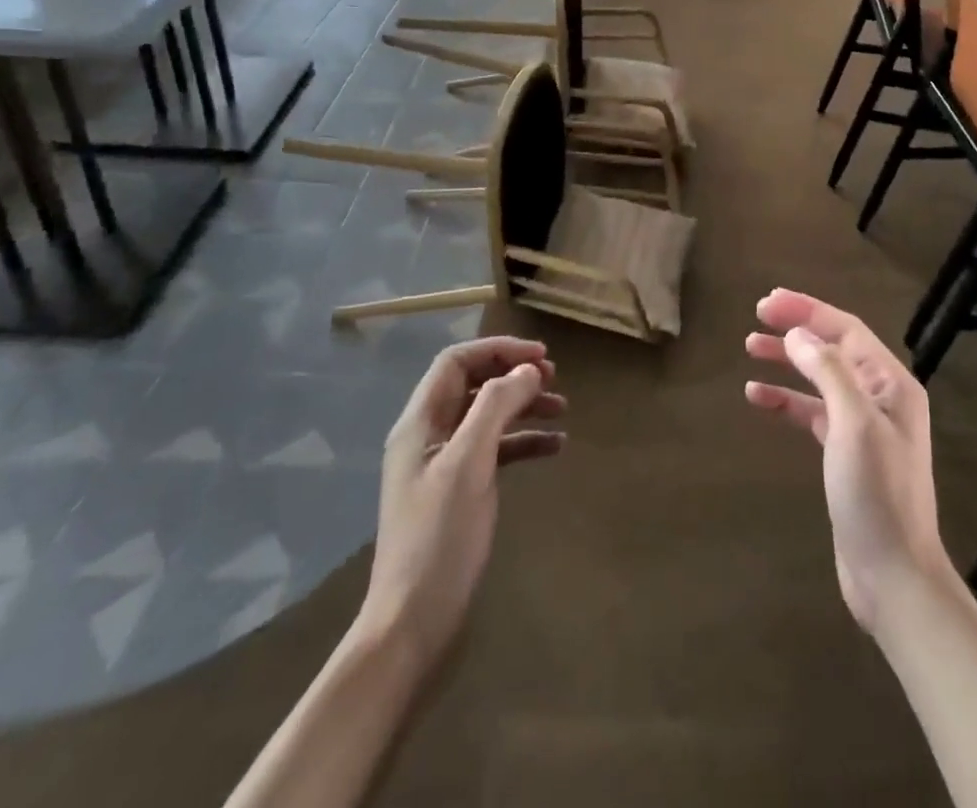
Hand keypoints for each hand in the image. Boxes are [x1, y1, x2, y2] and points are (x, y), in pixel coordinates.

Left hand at [359, 337, 565, 669]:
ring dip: (524, 407)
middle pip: (475, 385)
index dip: (499, 351)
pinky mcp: (460, 492)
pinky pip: (496, 450)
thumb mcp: (469, 464)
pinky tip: (555, 447)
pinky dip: (524, 442)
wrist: (412, 626)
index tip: (541, 356)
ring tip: (563, 409)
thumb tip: (528, 370)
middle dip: (514, 375)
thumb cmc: (438, 538)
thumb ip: (496, 408)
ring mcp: (444, 465)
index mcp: (421, 422)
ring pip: (489, 416)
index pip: (457, 362)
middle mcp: (430, 436)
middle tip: (555, 379)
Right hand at [744, 289, 953, 632]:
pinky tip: (758, 396)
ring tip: (750, 348)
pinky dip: (787, 400)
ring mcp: (863, 426)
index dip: (807, 311)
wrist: (893, 576)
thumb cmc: (876, 495)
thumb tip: (798, 335)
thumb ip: (828, 372)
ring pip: (819, 378)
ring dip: (787, 361)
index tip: (767, 302)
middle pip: (833, 348)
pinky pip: (812, 412)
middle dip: (796, 330)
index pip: (846, 329)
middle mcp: (880, 397)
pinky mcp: (845, 453)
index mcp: (891, 383)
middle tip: (756, 316)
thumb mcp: (853, 424)